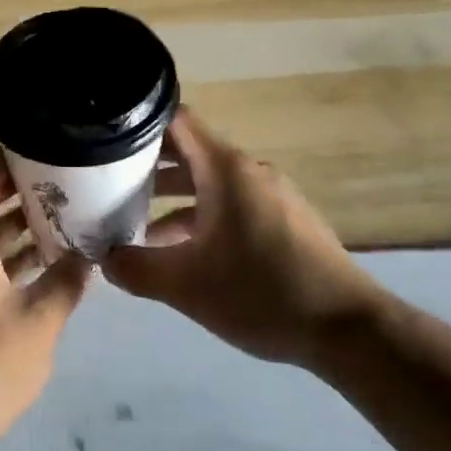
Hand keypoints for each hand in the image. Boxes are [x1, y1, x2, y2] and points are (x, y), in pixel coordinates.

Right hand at [103, 107, 386, 365]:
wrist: (347, 329)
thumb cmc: (261, 293)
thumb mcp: (185, 286)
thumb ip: (135, 269)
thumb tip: (103, 259)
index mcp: (225, 170)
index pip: (176, 122)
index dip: (138, 126)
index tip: (105, 142)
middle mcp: (249, 171)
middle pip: (190, 152)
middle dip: (147, 166)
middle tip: (107, 184)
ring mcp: (271, 195)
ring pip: (210, 182)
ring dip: (173, 197)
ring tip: (135, 222)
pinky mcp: (284, 219)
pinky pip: (232, 203)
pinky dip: (202, 215)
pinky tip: (183, 251)